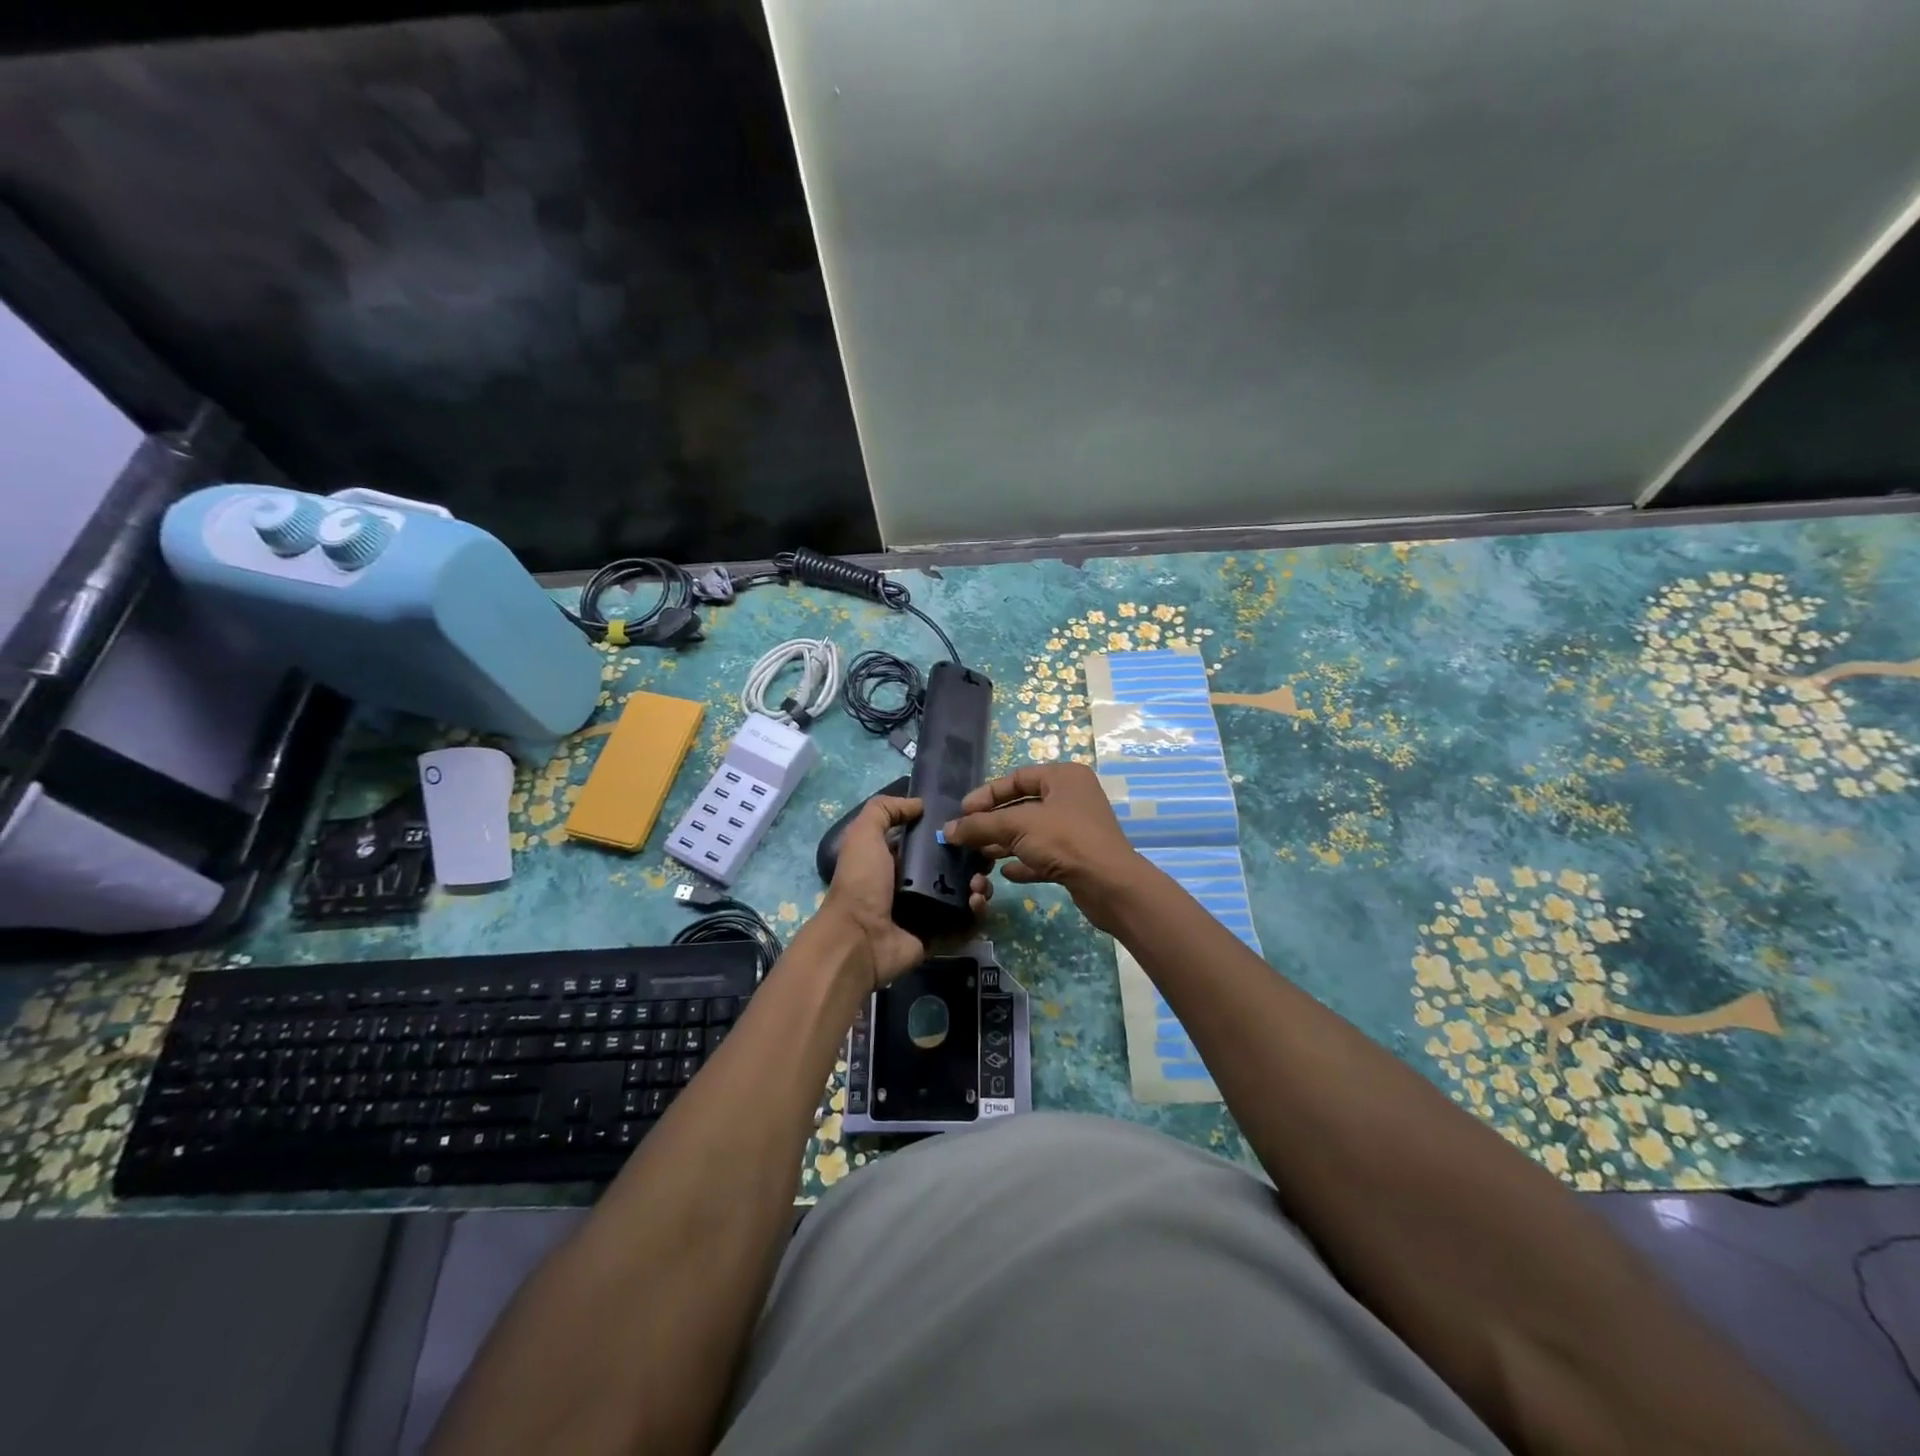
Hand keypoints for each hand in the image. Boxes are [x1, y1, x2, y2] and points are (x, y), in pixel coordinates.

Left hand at [820, 795, 992, 987]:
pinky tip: (976, 903)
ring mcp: (929, 913)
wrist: (858, 939)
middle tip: (984, 859)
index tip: (974, 826)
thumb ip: (885, 810)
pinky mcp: (940, 937)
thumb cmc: (862, 883)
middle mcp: (914, 885)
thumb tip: (918, 804)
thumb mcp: (864, 835)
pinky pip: (966, 924)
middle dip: (974, 861)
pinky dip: (977, 914)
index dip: (953, 834)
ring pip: (965, 894)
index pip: (932, 843)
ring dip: (979, 886)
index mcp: (897, 861)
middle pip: (955, 868)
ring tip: (979, 884)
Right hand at [943, 763, 1142, 932]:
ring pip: (1032, 832)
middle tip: (966, 836)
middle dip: (993, 822)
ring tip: (979, 856)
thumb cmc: (1064, 840)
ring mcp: (1077, 829)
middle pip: (1023, 806)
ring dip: (1004, 843)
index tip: (963, 812)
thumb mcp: (1017, 826)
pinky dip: (1024, 862)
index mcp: (1063, 777)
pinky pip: (1044, 856)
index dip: (988, 794)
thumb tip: (948, 830)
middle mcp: (1072, 798)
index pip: (1017, 778)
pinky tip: (1004, 873)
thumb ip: (980, 825)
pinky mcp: (1078, 858)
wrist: (1109, 884)